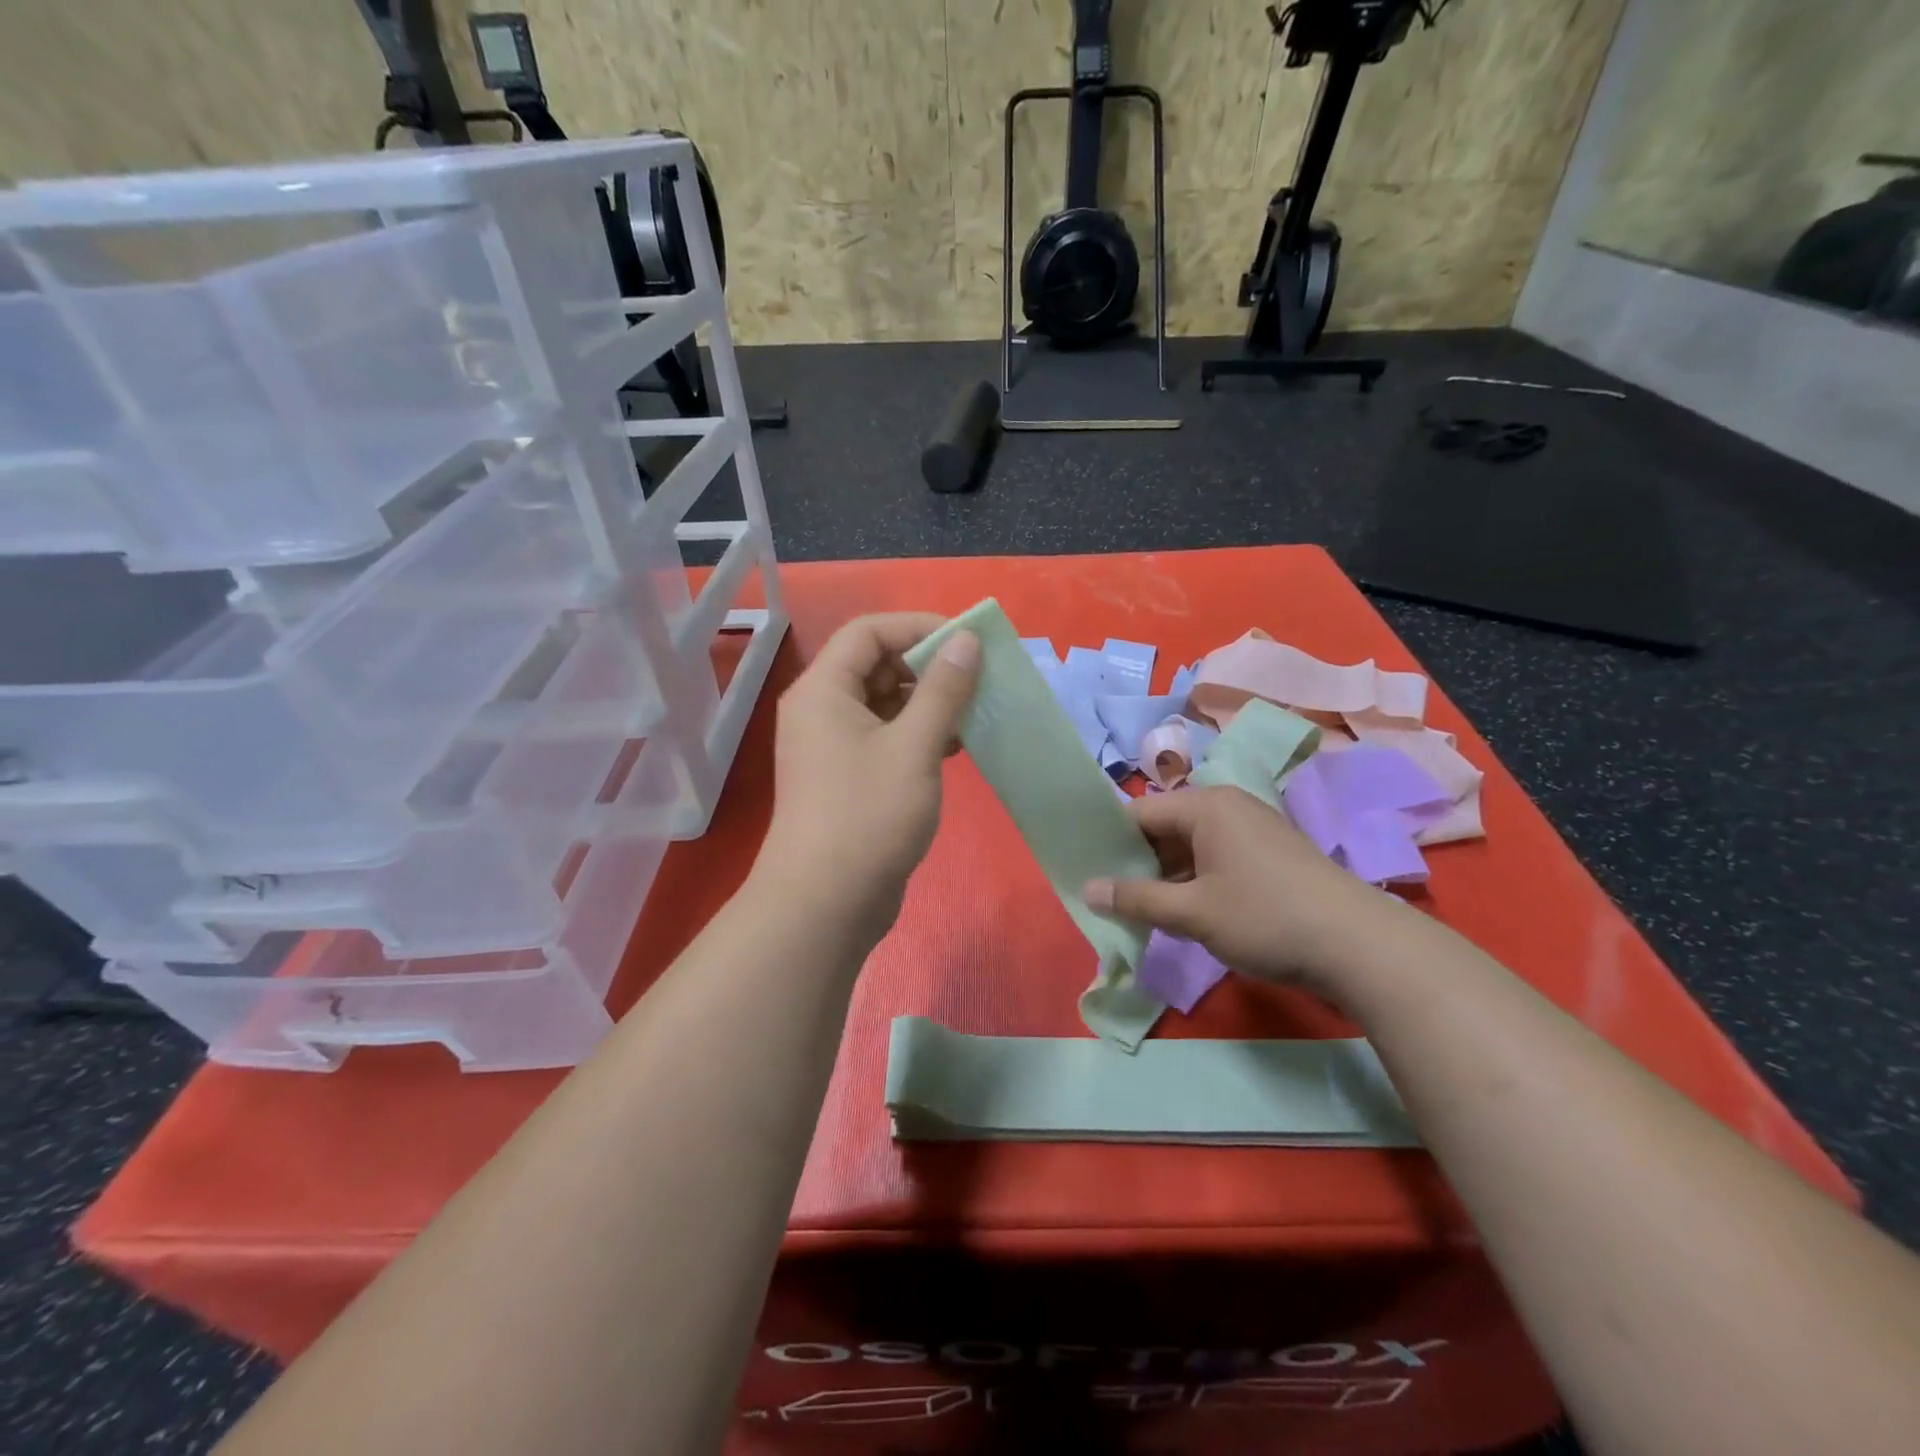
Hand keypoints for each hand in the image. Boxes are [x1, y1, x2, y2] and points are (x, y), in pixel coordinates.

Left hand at [757, 613, 978, 935]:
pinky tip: (954, 748)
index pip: (870, 631)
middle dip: (928, 667)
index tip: (968, 643)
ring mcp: (832, 747)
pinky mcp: (847, 778)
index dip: (919, 627)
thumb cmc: (869, 815)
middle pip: (876, 665)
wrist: (826, 905)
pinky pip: (885, 737)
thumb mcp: (914, 746)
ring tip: (971, 715)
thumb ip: (943, 690)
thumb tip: (966, 641)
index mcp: (824, 690)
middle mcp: (821, 710)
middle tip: (976, 680)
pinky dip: (918, 735)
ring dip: (928, 703)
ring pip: (884, 704)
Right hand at [1084, 785, 1386, 998]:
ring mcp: (1253, 830)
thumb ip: (1136, 900)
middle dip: (1137, 863)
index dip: (1109, 841)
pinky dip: (1194, 882)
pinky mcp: (1270, 856)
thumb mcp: (1192, 913)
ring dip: (1166, 877)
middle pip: (1165, 828)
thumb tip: (1088, 889)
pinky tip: (1185, 914)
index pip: (1139, 813)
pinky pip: (1216, 859)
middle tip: (1110, 898)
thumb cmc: (1265, 918)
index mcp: (1206, 806)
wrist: (1359, 946)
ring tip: (1141, 911)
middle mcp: (1228, 808)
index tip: (1087, 871)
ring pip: (1190, 847)